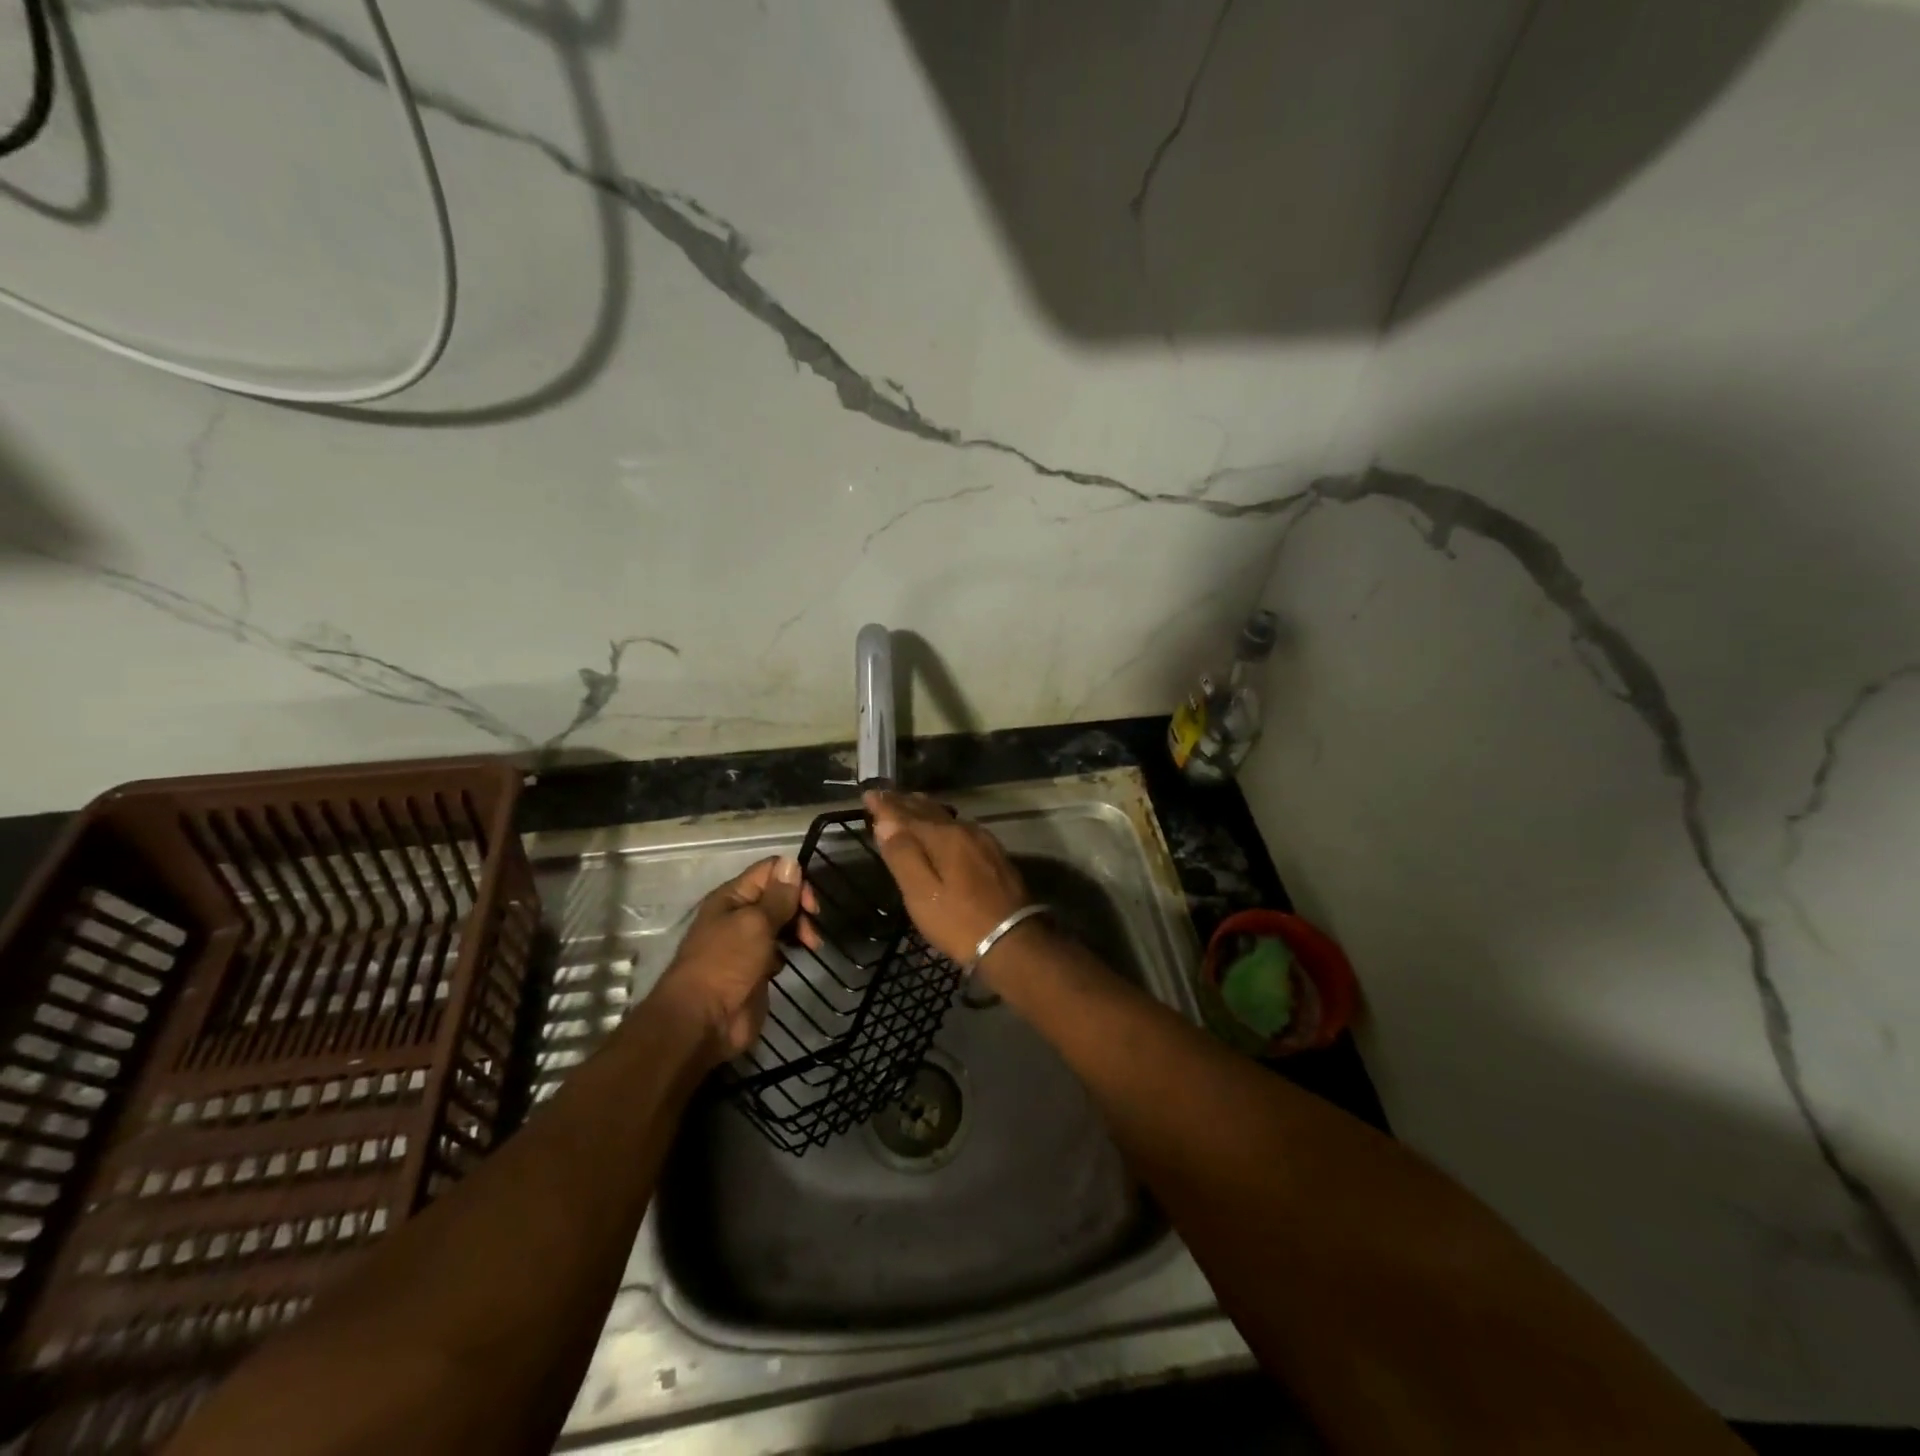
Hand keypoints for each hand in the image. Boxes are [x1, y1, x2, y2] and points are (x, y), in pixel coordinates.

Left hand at [650, 856, 814, 1063]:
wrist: (703, 1022)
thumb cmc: (726, 964)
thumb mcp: (756, 923)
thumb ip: (778, 896)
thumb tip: (792, 861)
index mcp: (732, 896)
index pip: (770, 871)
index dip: (794, 880)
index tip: (811, 905)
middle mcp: (738, 914)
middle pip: (779, 896)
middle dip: (799, 908)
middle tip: (811, 931)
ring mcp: (745, 943)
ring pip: (780, 923)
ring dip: (798, 929)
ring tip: (810, 946)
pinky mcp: (754, 968)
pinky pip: (777, 950)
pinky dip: (787, 952)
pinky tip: (786, 964)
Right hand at [864, 790, 1033, 979]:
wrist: (1013, 942)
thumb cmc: (959, 922)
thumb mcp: (922, 894)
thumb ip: (903, 855)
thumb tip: (885, 822)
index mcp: (944, 837)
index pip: (906, 814)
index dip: (885, 804)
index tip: (867, 794)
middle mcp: (964, 830)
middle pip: (928, 810)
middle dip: (904, 802)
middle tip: (884, 794)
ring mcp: (983, 841)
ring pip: (946, 816)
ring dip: (924, 809)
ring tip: (910, 803)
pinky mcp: (995, 855)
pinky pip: (960, 827)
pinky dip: (942, 822)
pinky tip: (943, 827)